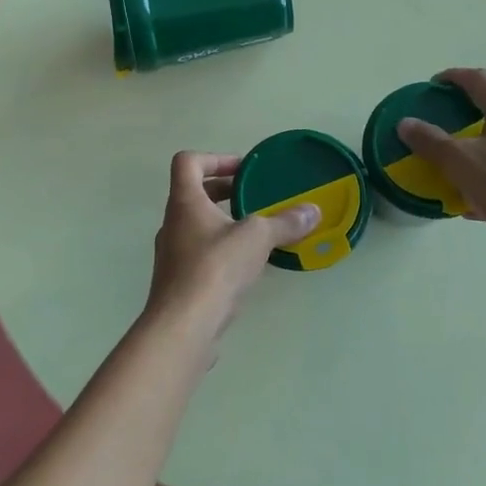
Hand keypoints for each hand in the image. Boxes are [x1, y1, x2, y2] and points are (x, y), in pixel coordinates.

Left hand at [143, 151, 319, 347]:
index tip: (244, 170)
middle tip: (255, 197)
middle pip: (194, 194)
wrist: (183, 326)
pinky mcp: (179, 282)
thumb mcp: (257, 238)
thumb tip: (313, 211)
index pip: (188, 162)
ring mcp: (172, 254)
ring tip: (257, 233)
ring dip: (225, 223)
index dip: (216, 158)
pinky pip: (201, 254)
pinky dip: (223, 251)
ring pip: (198, 226)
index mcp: (184, 202)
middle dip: (225, 191)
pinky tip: (247, 266)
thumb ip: (285, 223)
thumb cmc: (215, 268)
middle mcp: (172, 223)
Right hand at [397, 68, 485, 252]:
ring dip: (480, 148)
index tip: (434, 84)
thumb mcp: (460, 163)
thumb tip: (405, 124)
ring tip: (457, 168)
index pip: (480, 80)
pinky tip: (477, 202)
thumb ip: (431, 142)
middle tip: (443, 127)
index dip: (454, 77)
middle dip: (466, 116)